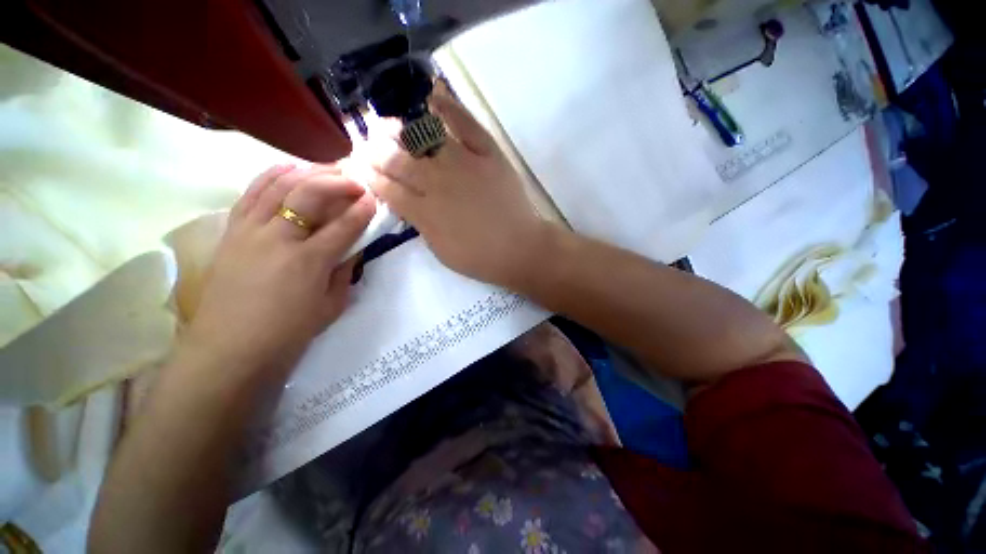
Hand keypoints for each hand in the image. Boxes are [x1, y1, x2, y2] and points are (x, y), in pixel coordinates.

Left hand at [182, 165, 376, 375]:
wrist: (230, 349)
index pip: (343, 226)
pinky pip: (251, 193)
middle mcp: (278, 238)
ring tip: (327, 170)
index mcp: (308, 262)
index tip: (374, 199)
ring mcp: (250, 231)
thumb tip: (353, 248)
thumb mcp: (332, 306)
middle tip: (355, 182)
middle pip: (309, 195)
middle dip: (337, 183)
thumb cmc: (288, 333)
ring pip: (278, 185)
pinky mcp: (232, 231)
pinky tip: (287, 168)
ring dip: (307, 172)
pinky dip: (271, 176)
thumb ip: (345, 273)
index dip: (362, 210)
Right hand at [366, 82, 550, 286]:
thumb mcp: (440, 251)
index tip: (361, 169)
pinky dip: (447, 107)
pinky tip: (430, 99)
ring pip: (423, 138)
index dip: (371, 177)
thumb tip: (406, 203)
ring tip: (385, 124)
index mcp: (425, 213)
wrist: (520, 248)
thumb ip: (420, 225)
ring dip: (398, 129)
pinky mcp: (488, 154)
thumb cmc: (480, 257)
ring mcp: (464, 164)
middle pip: (398, 160)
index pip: (388, 188)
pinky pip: (465, 123)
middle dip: (376, 152)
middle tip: (368, 145)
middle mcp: (438, 183)